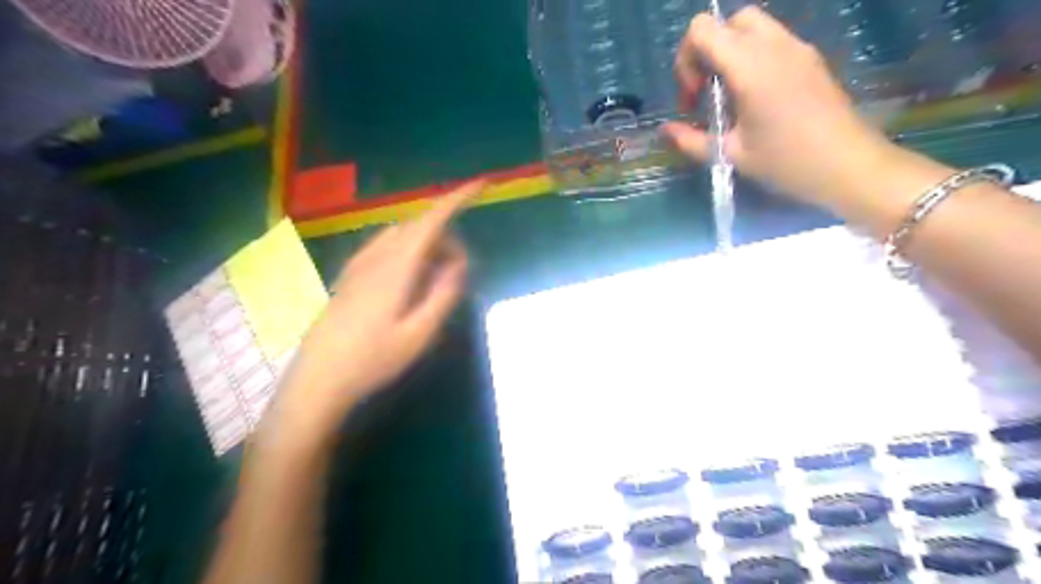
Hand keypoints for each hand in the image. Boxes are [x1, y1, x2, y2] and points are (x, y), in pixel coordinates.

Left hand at [267, 184, 480, 442]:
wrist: (318, 378)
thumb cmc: (372, 360)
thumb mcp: (419, 334)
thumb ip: (443, 294)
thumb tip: (460, 263)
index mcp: (396, 267)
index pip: (431, 220)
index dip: (457, 198)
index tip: (481, 185)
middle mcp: (376, 256)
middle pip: (419, 226)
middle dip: (447, 237)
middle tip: (459, 272)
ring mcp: (359, 263)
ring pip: (403, 235)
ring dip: (428, 244)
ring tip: (436, 279)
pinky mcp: (351, 274)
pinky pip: (387, 246)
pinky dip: (410, 250)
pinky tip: (411, 279)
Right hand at [667, 4, 893, 207]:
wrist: (849, 166)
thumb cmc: (786, 162)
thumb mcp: (730, 155)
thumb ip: (691, 140)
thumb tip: (665, 130)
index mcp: (751, 66)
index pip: (702, 29)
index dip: (686, 59)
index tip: (694, 97)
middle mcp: (775, 46)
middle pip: (728, 21)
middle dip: (708, 52)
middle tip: (708, 92)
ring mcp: (798, 48)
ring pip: (753, 27)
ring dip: (730, 54)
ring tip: (729, 98)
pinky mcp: (811, 59)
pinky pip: (773, 42)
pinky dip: (752, 59)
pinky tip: (754, 99)